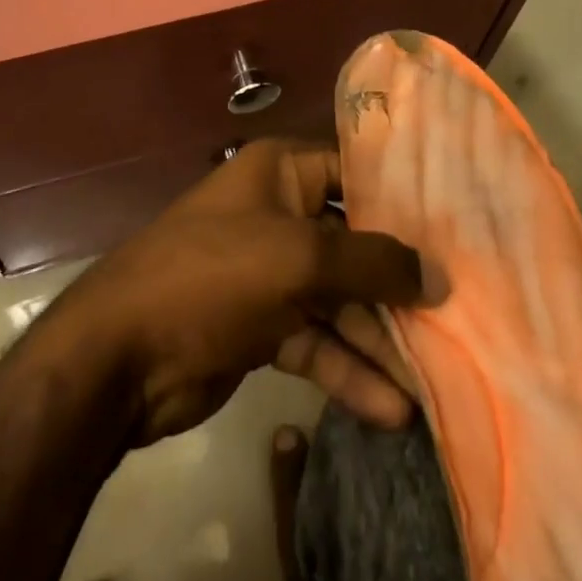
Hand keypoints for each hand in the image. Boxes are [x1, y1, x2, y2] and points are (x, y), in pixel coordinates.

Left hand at [44, 140, 422, 444]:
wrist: (124, 355)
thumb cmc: (215, 274)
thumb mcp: (299, 258)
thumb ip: (373, 262)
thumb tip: (438, 274)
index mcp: (282, 172)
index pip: (355, 172)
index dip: (403, 199)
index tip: (458, 229)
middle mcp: (280, 213)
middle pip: (353, 242)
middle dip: (398, 281)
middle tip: (457, 314)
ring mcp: (270, 273)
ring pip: (339, 299)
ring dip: (379, 338)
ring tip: (433, 379)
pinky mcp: (263, 326)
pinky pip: (317, 341)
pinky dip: (348, 370)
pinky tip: (389, 408)